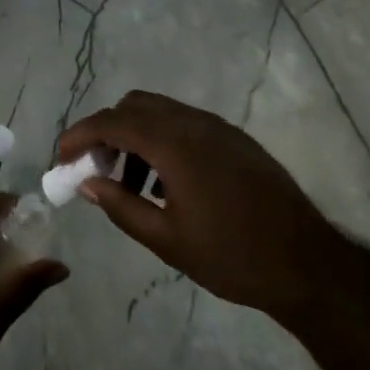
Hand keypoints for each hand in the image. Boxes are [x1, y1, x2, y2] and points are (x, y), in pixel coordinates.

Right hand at [59, 90, 334, 317]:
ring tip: (131, 183)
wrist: (307, 263)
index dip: (80, 134)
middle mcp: (195, 124)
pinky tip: (166, 183)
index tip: (61, 157)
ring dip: (134, 135)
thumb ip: (122, 206)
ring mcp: (219, 128)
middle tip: (94, 168)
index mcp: (175, 145)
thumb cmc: (233, 257)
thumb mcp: (168, 241)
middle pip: (135, 105)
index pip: (113, 122)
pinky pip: (185, 124)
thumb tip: (88, 184)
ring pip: (160, 112)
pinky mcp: (235, 139)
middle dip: (106, 130)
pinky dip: (161, 139)